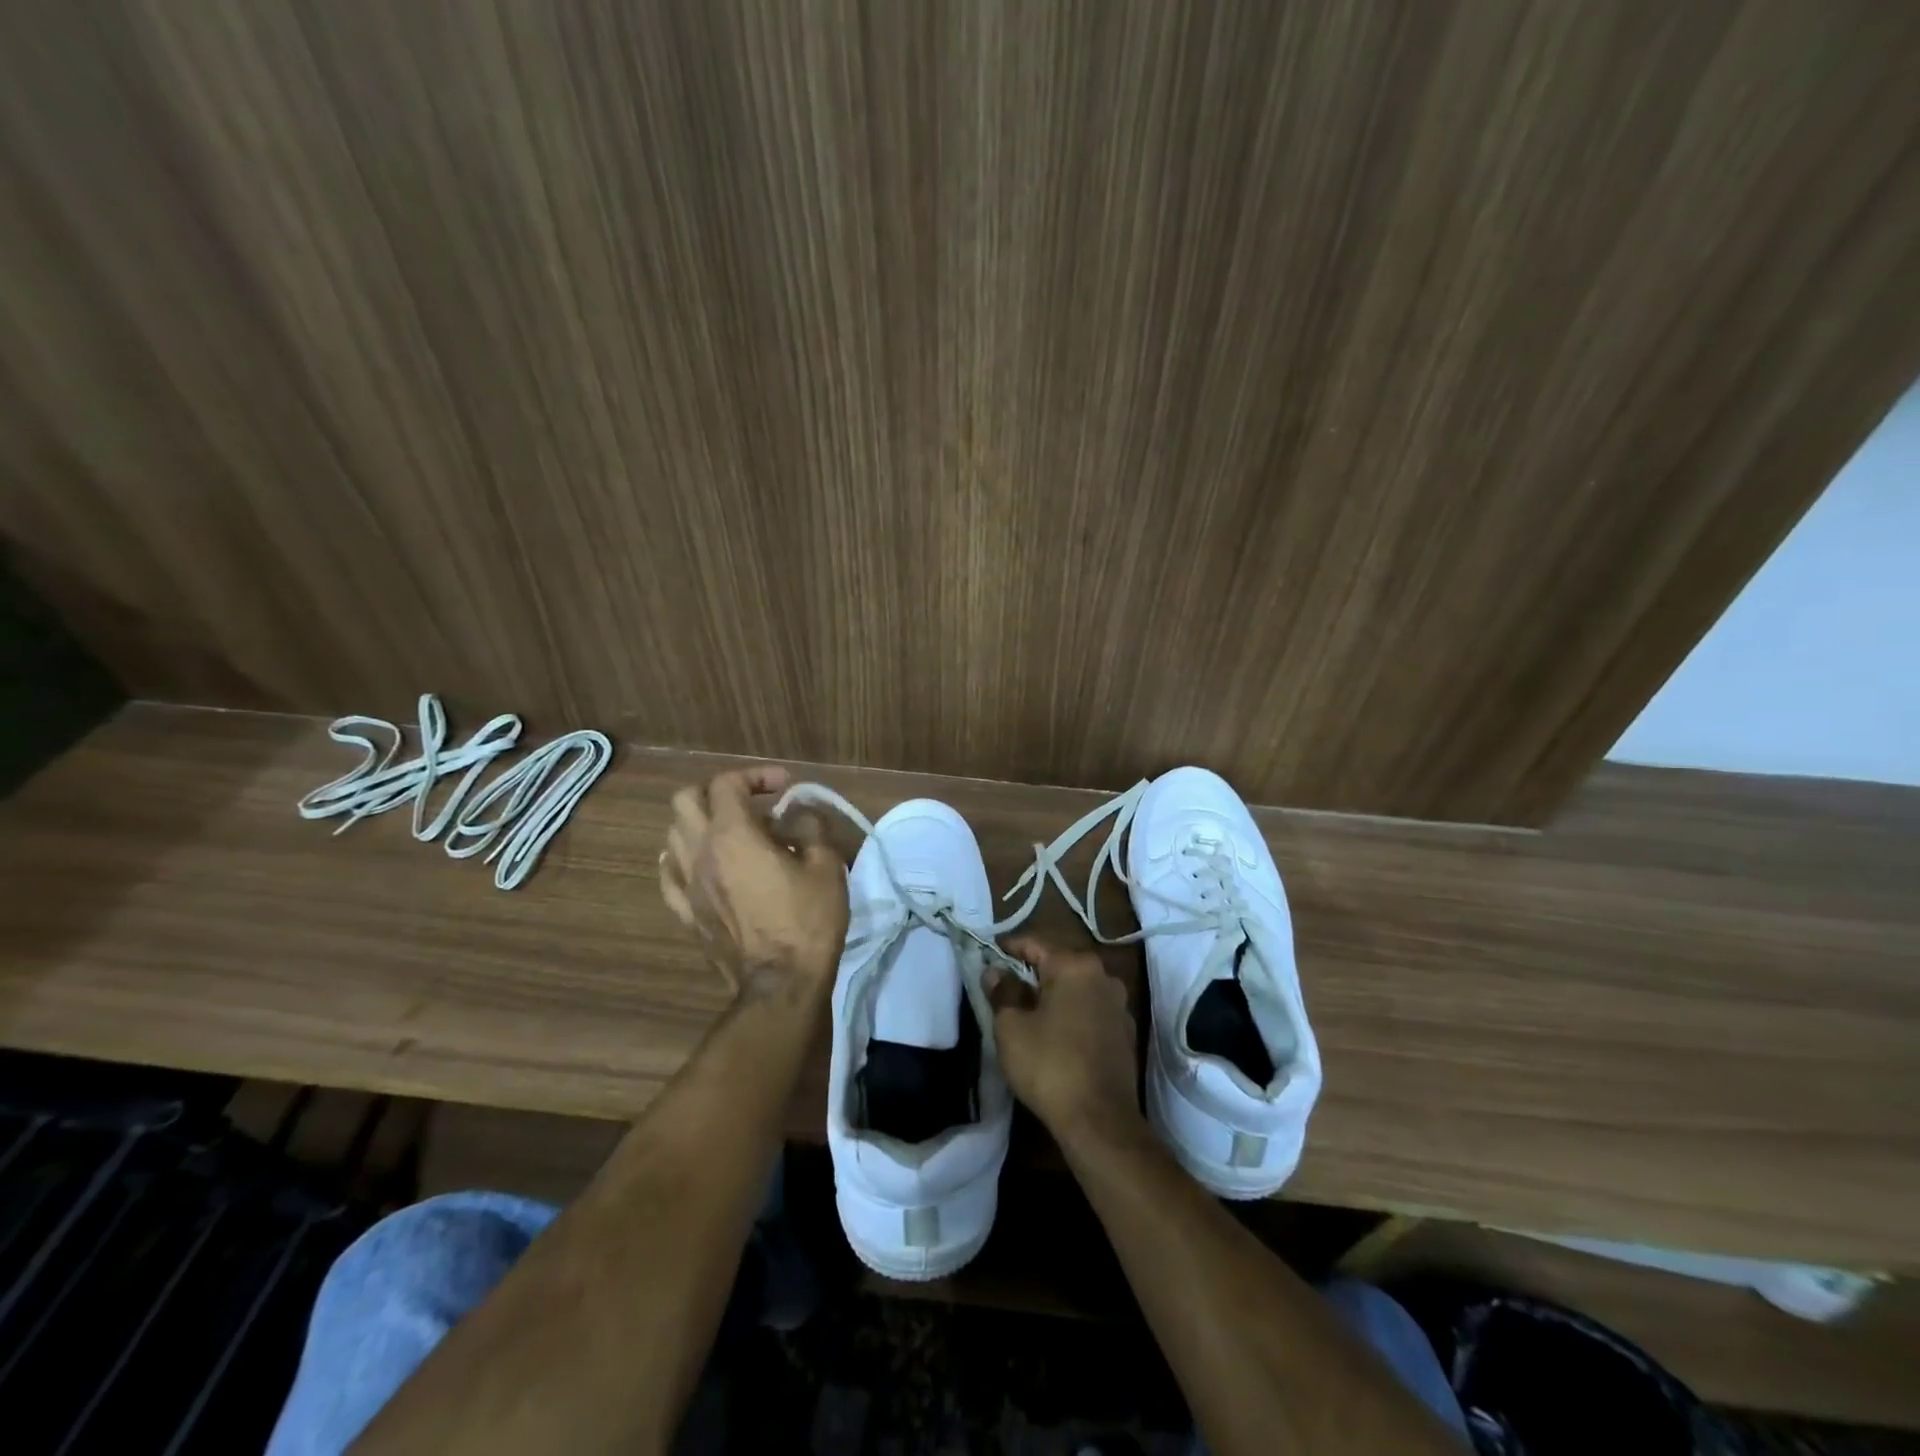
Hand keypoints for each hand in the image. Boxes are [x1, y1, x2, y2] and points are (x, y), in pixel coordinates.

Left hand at [660, 766, 848, 1001]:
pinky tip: (703, 863)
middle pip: (685, 800)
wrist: (780, 984)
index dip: (756, 776)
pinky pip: (669, 873)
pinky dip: (682, 857)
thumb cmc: (807, 921)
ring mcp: (686, 884)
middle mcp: (700, 852)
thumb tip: (800, 814)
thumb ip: (811, 828)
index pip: (727, 784)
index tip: (785, 787)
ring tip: (732, 833)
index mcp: (733, 835)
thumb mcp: (826, 866)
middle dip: (718, 791)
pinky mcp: (685, 912)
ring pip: (673, 833)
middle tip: (751, 803)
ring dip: (700, 822)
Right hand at [986, 937, 1139, 1140]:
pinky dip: (1072, 1014)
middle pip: (1059, 964)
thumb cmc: (1049, 1065)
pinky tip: (1056, 1033)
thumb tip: (995, 972)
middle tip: (1005, 983)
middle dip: (1032, 971)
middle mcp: (1103, 976)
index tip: (989, 951)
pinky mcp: (1126, 1033)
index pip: (1035, 943)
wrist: (1100, 1120)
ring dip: (1054, 994)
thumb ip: (1002, 992)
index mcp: (1075, 966)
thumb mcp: (1011, 1027)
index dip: (1009, 946)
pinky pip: (1091, 1011)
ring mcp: (1119, 1005)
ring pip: (1077, 988)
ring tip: (1029, 1009)